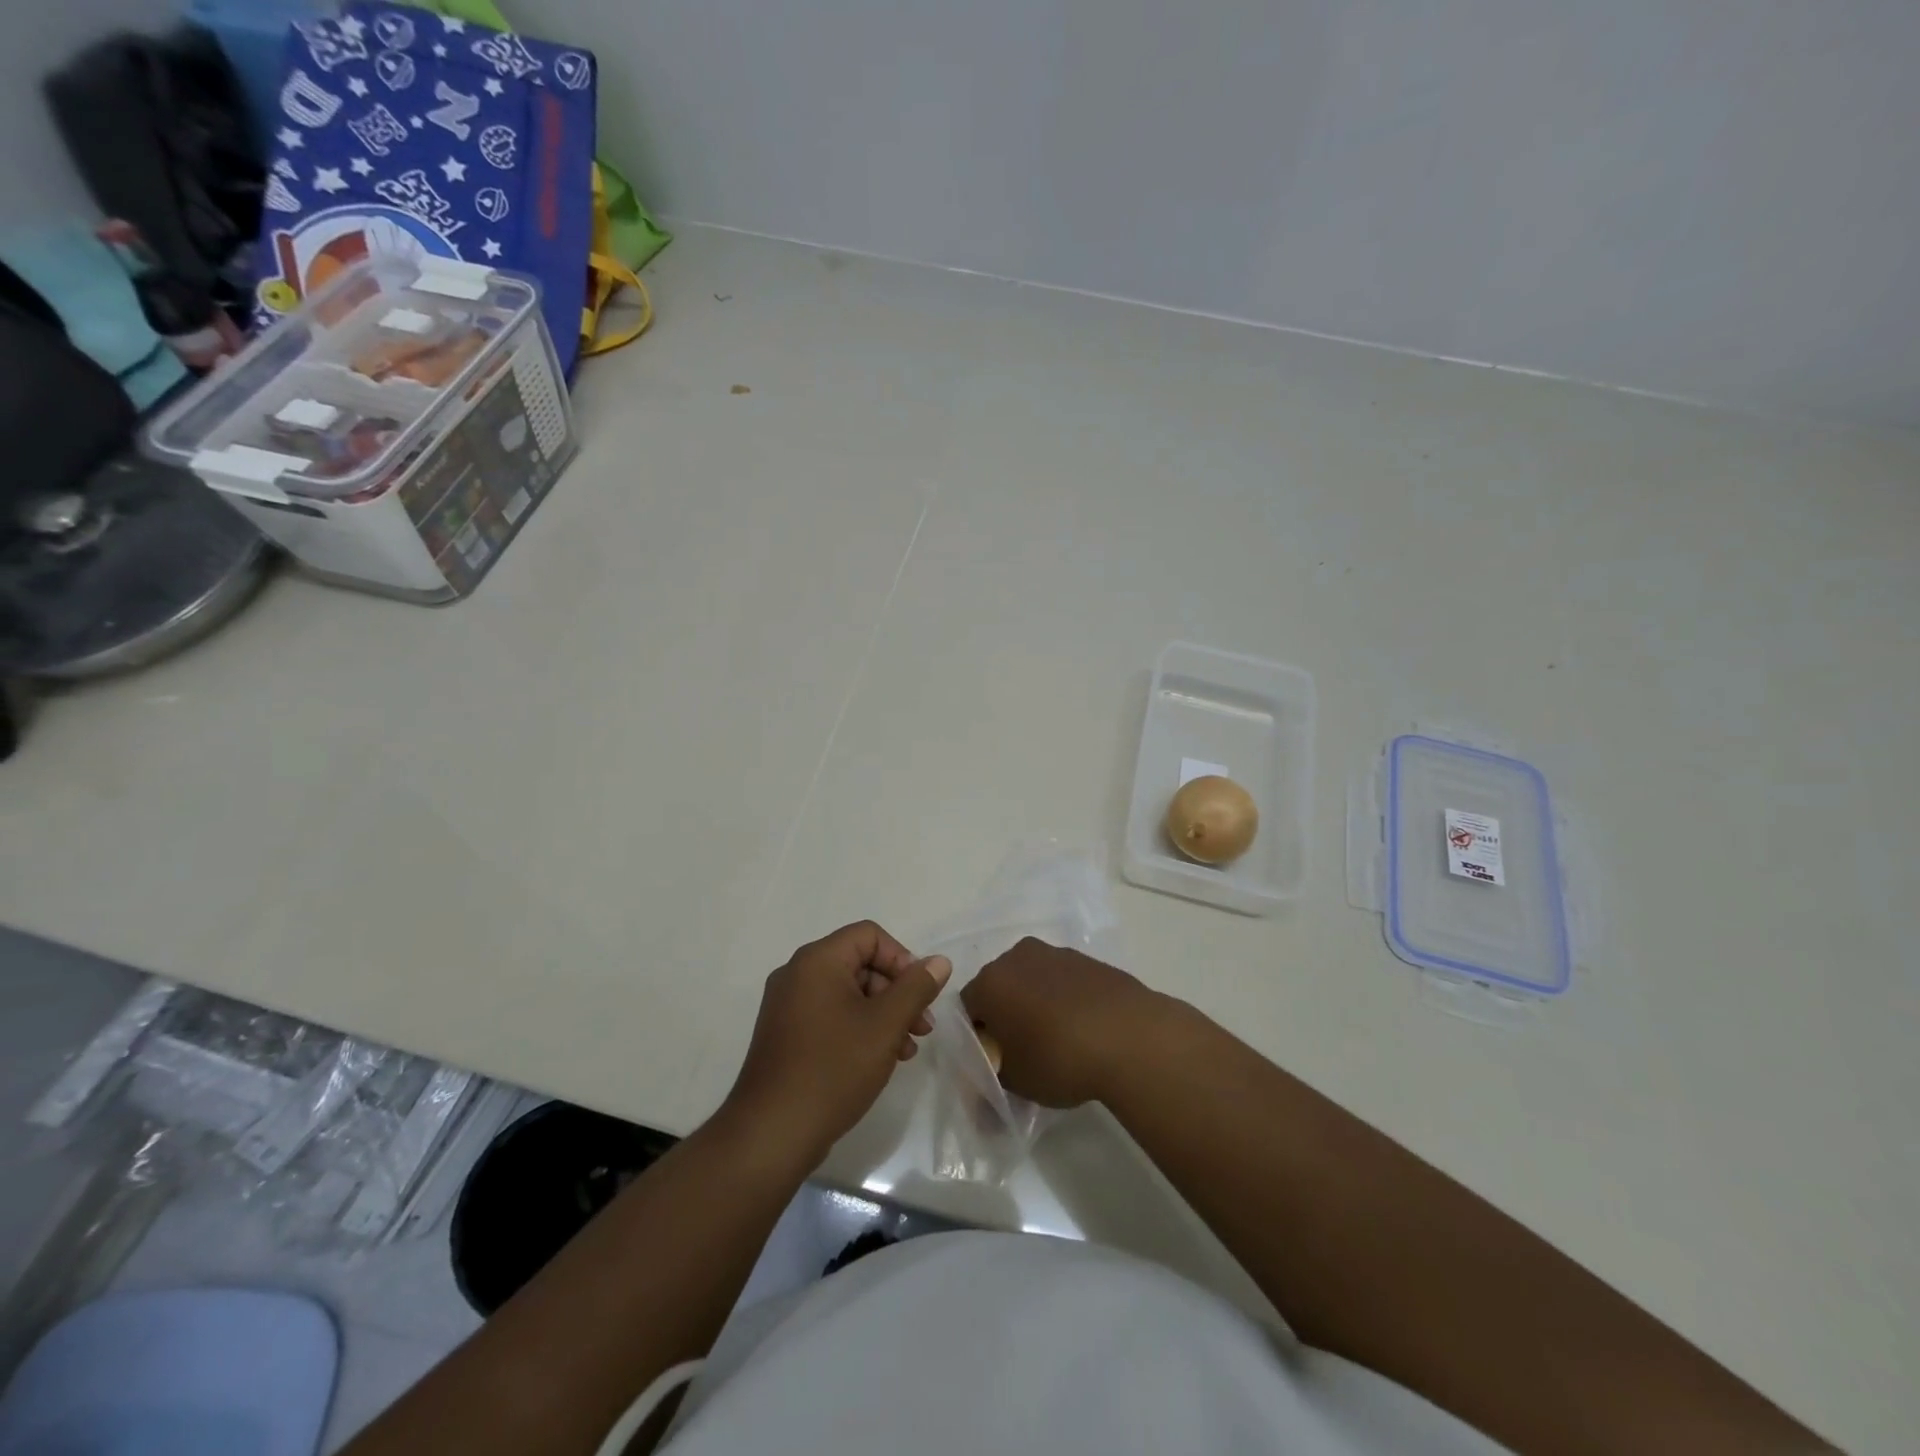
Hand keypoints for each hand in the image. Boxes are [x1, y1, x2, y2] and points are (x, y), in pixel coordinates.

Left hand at [723, 921, 950, 1166]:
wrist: (772, 1133)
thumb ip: (916, 988)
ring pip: (848, 993)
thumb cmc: (833, 1069)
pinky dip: (858, 1028)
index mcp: (818, 960)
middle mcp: (797, 974)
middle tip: (921, 1027)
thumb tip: (939, 961)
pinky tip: (879, 1060)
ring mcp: (787, 1006)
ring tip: (907, 1050)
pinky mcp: (785, 1035)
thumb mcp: (885, 1025)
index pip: (870, 936)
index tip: (920, 995)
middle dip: (896, 992)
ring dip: (882, 1014)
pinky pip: (830, 1015)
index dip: (902, 959)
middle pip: (860, 964)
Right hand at [960, 938, 1163, 1108]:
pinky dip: (1064, 998)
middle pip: (999, 987)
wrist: (1130, 1037)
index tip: (994, 1061)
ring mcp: (1055, 953)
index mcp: (990, 981)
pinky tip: (1082, 1028)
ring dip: (1035, 1003)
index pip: (968, 1008)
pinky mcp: (1087, 959)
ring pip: (1033, 980)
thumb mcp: (1015, 1082)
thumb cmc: (1059, 1058)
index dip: (978, 1036)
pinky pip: (1062, 980)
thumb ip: (992, 1078)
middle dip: (1005, 1014)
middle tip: (1022, 1050)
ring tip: (1057, 1040)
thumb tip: (988, 1084)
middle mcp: (1017, 957)